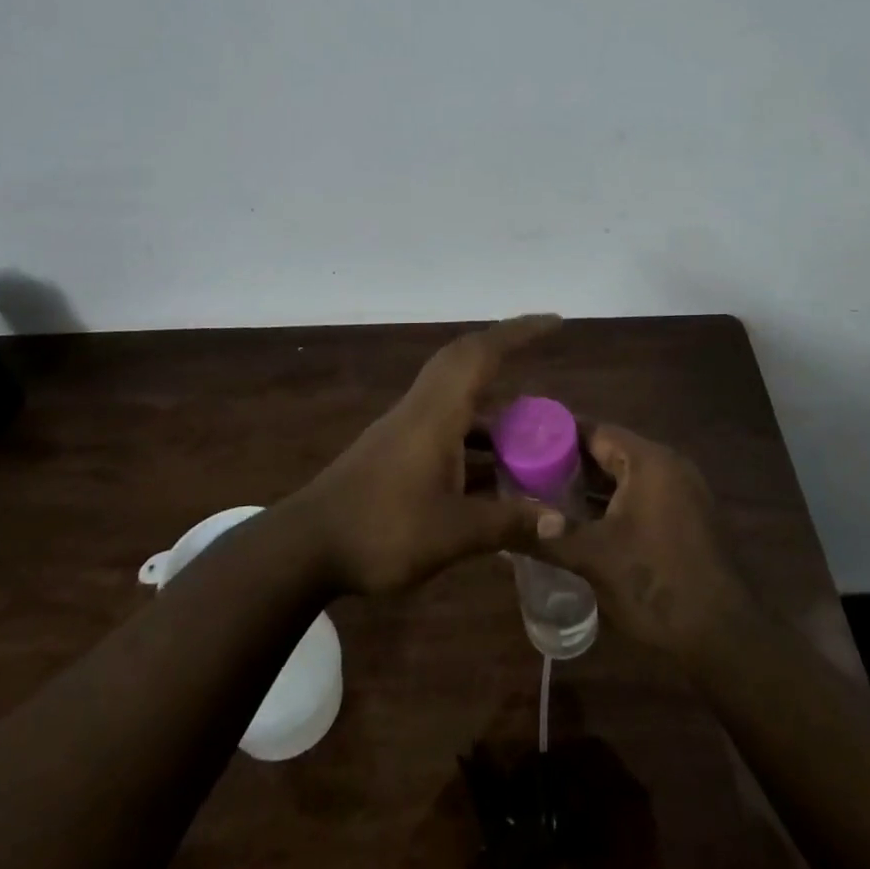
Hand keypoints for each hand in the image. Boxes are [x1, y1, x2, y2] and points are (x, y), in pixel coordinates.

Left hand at [289, 315, 566, 594]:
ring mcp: (406, 428)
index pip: (482, 354)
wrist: (308, 546)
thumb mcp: (452, 533)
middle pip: (465, 360)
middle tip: (542, 351)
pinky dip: (475, 434)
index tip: (554, 322)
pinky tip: (494, 470)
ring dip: (492, 401)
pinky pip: (447, 424)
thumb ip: (508, 524)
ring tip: (532, 428)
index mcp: (437, 413)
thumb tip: (561, 523)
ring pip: (456, 396)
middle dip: (505, 348)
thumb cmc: (381, 530)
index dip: (519, 333)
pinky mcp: (397, 450)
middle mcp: (422, 409)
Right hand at [523, 425, 758, 664]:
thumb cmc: (656, 584)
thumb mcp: (594, 559)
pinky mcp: (689, 520)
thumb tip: (504, 525)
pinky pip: (643, 497)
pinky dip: (614, 503)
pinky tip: (586, 522)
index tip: (525, 439)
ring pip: (627, 477)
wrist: (725, 638)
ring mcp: (684, 494)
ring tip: (548, 495)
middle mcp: (669, 467)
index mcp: (649, 461)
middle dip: (571, 462)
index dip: (558, 434)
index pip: (596, 431)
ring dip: (592, 486)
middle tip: (528, 470)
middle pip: (611, 452)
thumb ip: (549, 536)